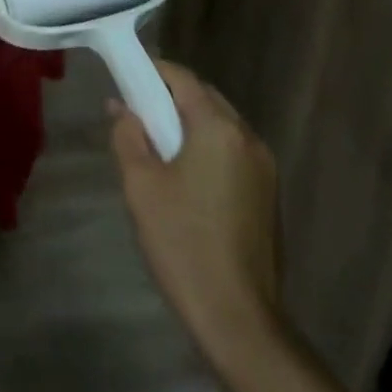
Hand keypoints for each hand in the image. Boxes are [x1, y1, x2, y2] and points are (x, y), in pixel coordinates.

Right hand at [110, 61, 282, 360]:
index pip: (182, 78)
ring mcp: (264, 168)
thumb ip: (128, 136)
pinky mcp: (268, 195)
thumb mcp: (141, 185)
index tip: (125, 77)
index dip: (152, 71)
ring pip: (220, 126)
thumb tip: (122, 108)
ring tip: (156, 146)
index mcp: (219, 128)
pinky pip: (232, 152)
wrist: (239, 320)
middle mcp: (248, 138)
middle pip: (205, 98)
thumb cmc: (183, 243)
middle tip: (136, 114)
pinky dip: (207, 148)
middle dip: (169, 98)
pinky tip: (185, 177)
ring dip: (189, 124)